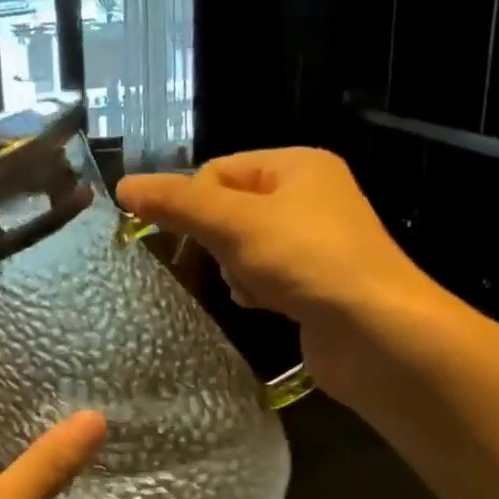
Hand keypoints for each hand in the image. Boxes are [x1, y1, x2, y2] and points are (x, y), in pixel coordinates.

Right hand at [117, 149, 440, 402]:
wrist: (376, 333)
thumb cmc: (306, 261)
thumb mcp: (234, 223)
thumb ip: (178, 203)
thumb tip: (122, 185)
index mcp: (297, 166)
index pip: (219, 169)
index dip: (190, 200)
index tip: (174, 235)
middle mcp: (310, 197)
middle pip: (231, 208)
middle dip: (214, 238)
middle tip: (213, 261)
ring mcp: (315, 242)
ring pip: (244, 245)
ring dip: (233, 267)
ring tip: (244, 286)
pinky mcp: (316, 283)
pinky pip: (266, 274)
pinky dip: (254, 288)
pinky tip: (258, 304)